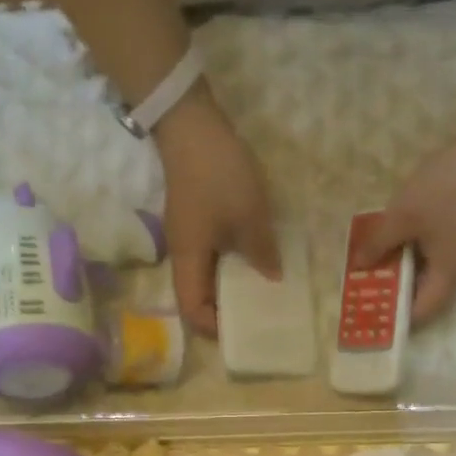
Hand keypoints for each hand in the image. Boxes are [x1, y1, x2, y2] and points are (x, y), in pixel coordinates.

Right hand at [154, 94, 279, 337]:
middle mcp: (183, 253)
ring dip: (230, 285)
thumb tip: (272, 279)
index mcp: (189, 259)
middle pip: (197, 295)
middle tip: (258, 313)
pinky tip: (256, 257)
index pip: (192, 309)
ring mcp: (189, 234)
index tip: (243, 330)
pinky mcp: (197, 218)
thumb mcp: (249, 216)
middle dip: (224, 310)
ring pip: (206, 274)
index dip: (213, 327)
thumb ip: (262, 251)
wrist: (193, 126)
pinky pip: (213, 253)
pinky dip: (232, 263)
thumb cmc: (219, 176)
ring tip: (262, 289)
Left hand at [354, 131, 455, 324]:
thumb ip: (379, 243)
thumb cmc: (449, 189)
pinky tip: (402, 233)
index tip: (370, 311)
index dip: (396, 317)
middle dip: (397, 288)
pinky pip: (442, 251)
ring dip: (407, 265)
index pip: (422, 312)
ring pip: (434, 269)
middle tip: (366, 281)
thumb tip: (361, 265)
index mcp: (450, 276)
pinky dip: (419, 249)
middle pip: (428, 292)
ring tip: (377, 256)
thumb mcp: (404, 215)